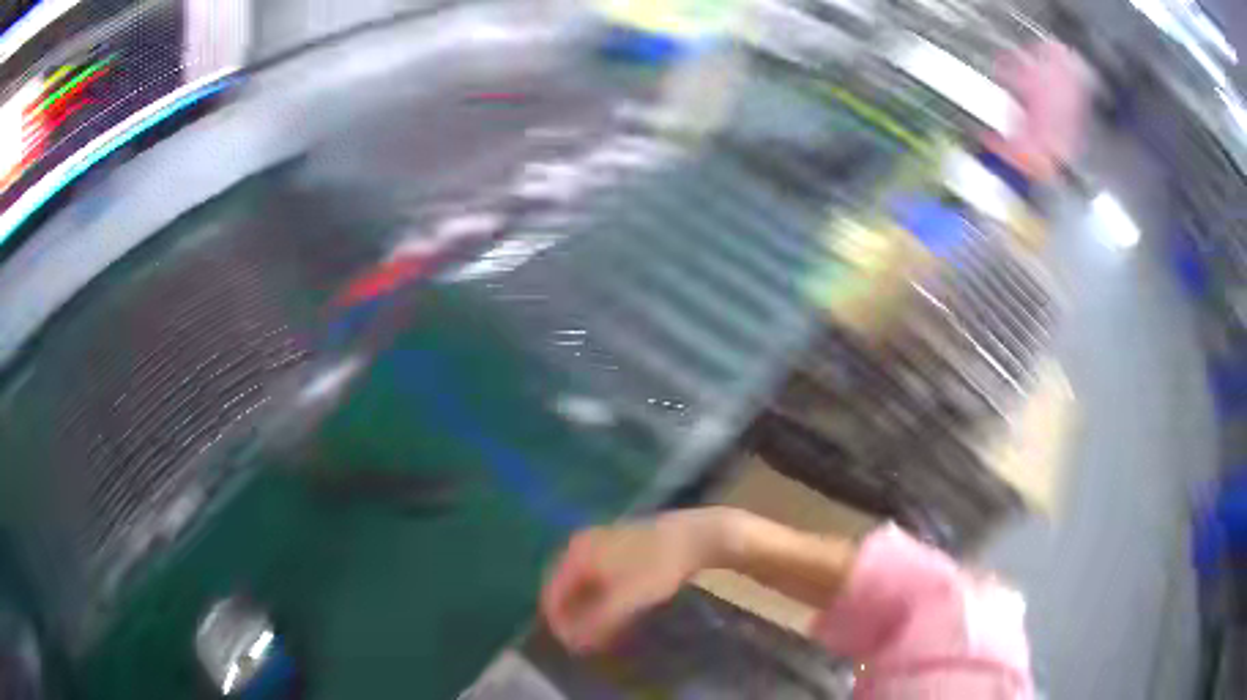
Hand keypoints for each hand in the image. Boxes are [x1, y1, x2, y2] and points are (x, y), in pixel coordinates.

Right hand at [540, 511, 723, 652]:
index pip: (551, 594)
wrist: (697, 536)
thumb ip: (597, 624)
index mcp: (575, 553)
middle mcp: (579, 544)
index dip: (559, 624)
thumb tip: (573, 644)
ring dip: (584, 609)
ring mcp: (598, 542)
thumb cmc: (658, 568)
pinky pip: (595, 578)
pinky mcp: (616, 546)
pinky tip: (613, 612)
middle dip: (570, 617)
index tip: (573, 647)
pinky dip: (598, 598)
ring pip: (580, 584)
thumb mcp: (627, 600)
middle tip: (584, 642)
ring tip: (598, 631)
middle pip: (563, 588)